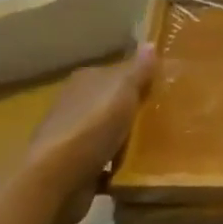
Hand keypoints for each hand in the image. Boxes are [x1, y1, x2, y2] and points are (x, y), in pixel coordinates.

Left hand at [21, 44, 155, 223]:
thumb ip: (138, 70)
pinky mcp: (75, 169)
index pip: (116, 72)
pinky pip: (104, 163)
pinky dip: (118, 167)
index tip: (164, 87)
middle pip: (112, 103)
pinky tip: (139, 171)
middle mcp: (76, 105)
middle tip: (166, 116)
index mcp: (85, 81)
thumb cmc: (92, 126)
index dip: (139, 78)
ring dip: (126, 139)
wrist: (56, 179)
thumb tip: (150, 44)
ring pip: (108, 133)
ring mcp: (74, 138)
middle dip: (134, 110)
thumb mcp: (122, 90)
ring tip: (158, 145)